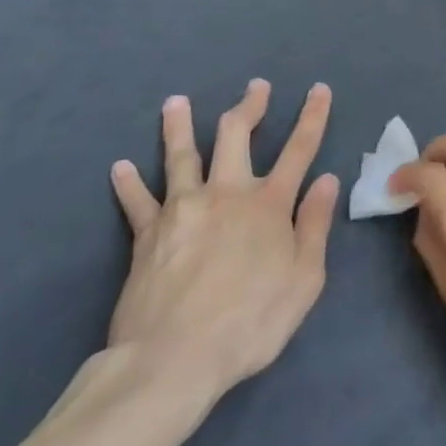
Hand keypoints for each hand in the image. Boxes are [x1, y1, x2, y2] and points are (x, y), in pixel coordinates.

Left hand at [107, 82, 338, 412]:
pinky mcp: (147, 234)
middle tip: (255, 87)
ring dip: (179, 126)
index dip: (312, 116)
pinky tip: (119, 168)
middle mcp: (226, 194)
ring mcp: (182, 210)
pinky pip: (137, 202)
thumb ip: (314, 225)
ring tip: (175, 102)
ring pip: (181, 156)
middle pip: (236, 136)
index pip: (299, 149)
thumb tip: (326, 180)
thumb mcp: (304, 279)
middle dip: (248, 107)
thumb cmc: (251, 322)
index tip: (318, 89)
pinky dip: (128, 184)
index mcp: (268, 204)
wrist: (174, 358)